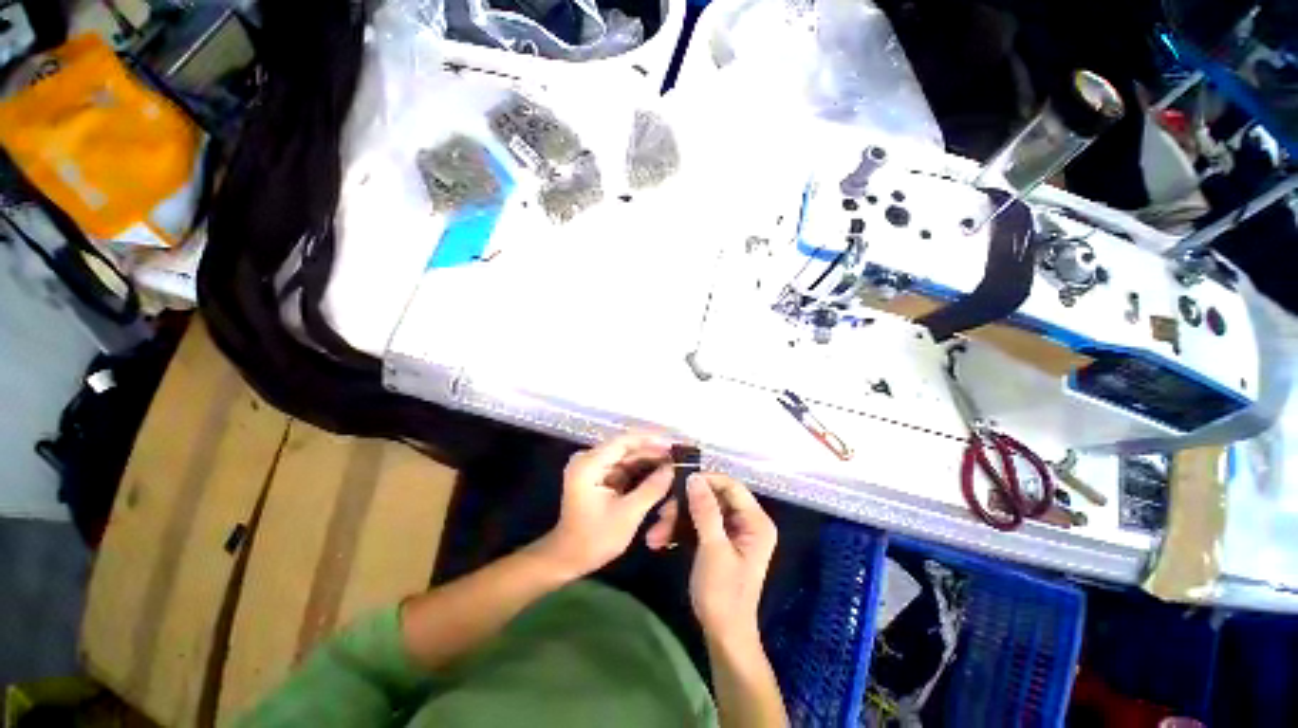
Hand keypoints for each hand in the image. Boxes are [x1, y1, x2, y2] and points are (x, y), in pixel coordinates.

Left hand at [538, 431, 673, 578]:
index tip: (673, 445)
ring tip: (673, 464)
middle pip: (626, 448)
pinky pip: (623, 467)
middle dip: (652, 451)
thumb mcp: (627, 515)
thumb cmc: (595, 539)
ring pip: (626, 457)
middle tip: (677, 457)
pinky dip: (641, 470)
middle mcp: (589, 459)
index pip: (623, 441)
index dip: (650, 440)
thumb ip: (651, 488)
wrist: (568, 559)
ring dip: (648, 460)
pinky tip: (659, 473)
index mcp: (589, 464)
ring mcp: (593, 467)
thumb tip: (672, 468)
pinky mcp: (598, 476)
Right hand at [646, 473, 776, 645]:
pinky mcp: (718, 542)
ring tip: (655, 534)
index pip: (731, 486)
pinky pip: (698, 526)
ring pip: (701, 512)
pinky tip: (661, 539)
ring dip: (677, 520)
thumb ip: (705, 510)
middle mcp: (746, 522)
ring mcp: (732, 532)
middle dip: (684, 506)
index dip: (706, 480)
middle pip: (713, 498)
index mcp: (756, 521)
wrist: (723, 636)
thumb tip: (694, 477)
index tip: (679, 482)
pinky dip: (680, 531)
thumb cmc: (723, 593)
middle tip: (661, 513)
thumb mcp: (713, 548)